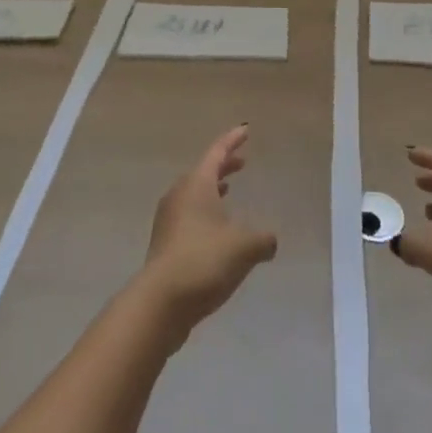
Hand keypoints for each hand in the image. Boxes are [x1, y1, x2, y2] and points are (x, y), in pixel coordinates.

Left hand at [135, 125, 277, 339]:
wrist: (160, 302)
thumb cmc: (203, 261)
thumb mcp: (244, 247)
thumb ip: (263, 239)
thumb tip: (270, 240)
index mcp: (197, 184)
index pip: (217, 152)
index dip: (233, 140)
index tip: (245, 130)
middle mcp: (179, 195)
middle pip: (203, 171)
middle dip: (224, 166)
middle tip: (241, 163)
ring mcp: (168, 220)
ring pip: (194, 194)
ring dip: (212, 190)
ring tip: (228, 192)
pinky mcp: (165, 244)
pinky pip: (188, 216)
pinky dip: (205, 213)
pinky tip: (217, 232)